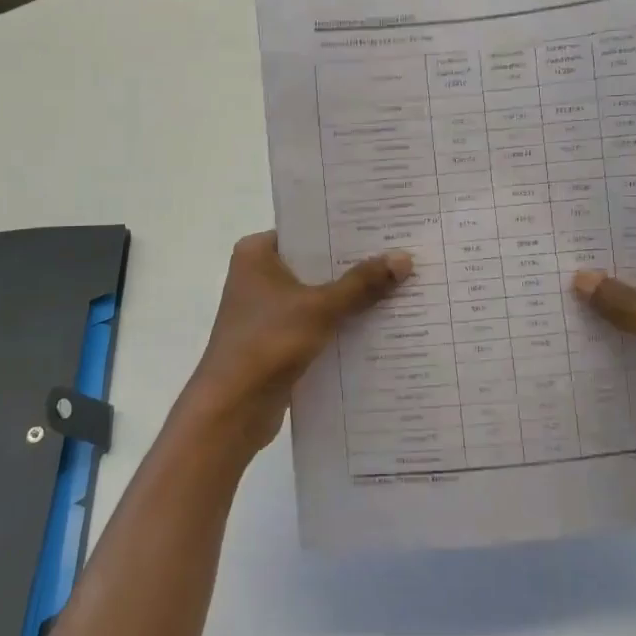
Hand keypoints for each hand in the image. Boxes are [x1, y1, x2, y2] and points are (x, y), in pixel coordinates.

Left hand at [179, 231, 411, 460]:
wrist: (232, 410)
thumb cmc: (267, 342)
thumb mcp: (320, 308)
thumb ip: (361, 284)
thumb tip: (404, 258)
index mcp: (257, 253)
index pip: (307, 230)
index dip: (345, 230)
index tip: (385, 225)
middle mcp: (258, 275)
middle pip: (316, 264)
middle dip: (355, 265)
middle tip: (402, 254)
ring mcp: (267, 310)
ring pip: (318, 295)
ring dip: (352, 297)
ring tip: (401, 285)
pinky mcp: (277, 340)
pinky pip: (317, 323)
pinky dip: (341, 324)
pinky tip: (380, 324)